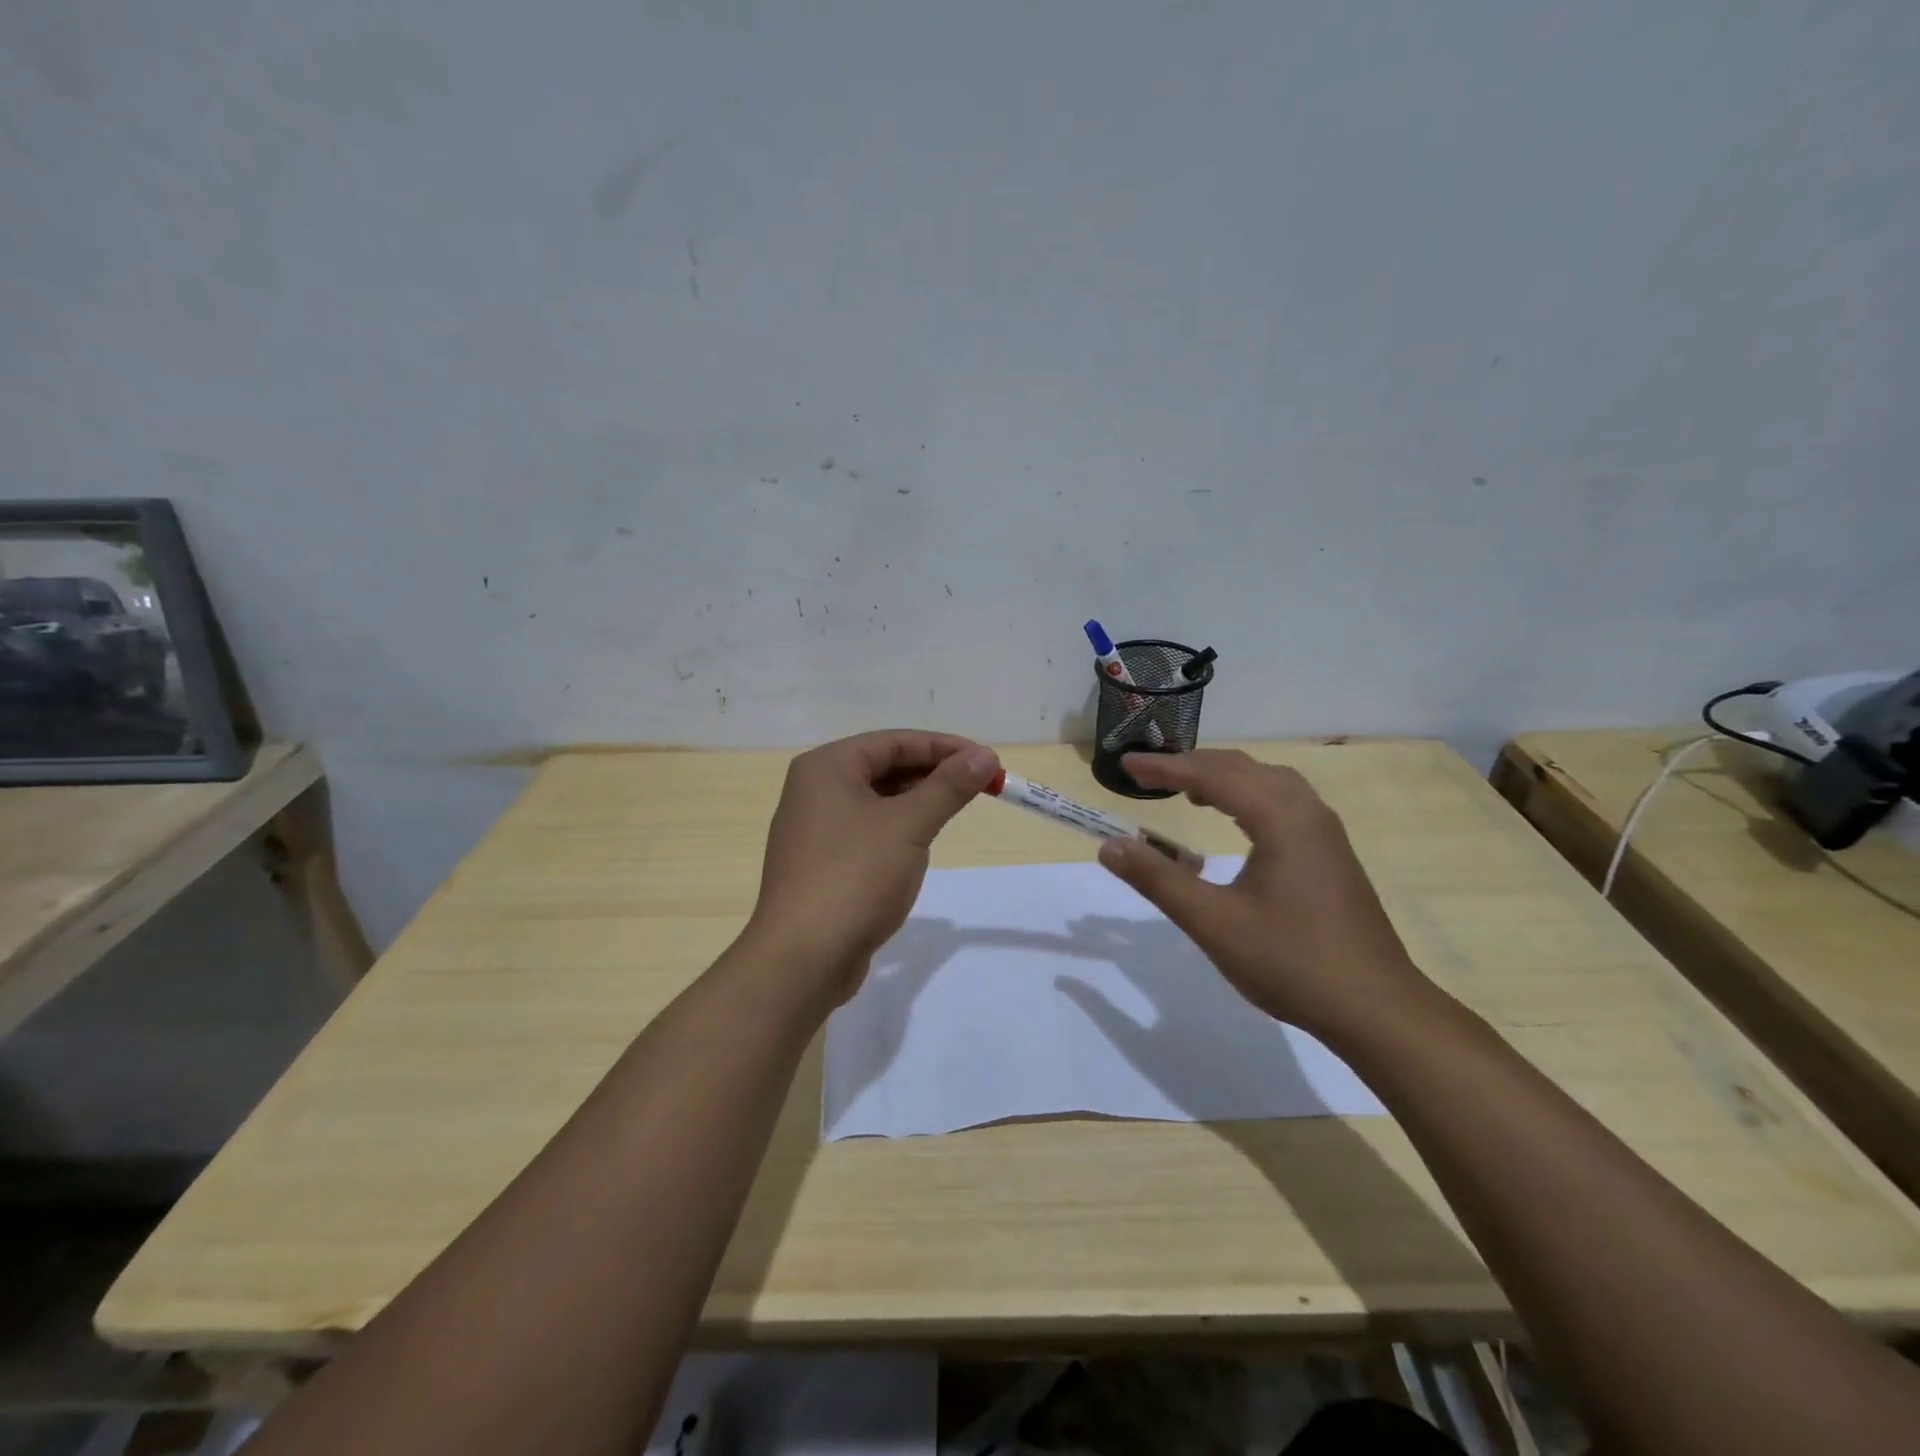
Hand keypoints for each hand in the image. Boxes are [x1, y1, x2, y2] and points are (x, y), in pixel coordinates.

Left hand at [746, 730, 999, 1002]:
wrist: (803, 959)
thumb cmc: (855, 876)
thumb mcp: (909, 825)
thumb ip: (949, 786)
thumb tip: (984, 755)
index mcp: (826, 768)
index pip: (893, 741)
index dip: (943, 747)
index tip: (986, 759)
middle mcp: (814, 791)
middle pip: (883, 768)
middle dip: (932, 774)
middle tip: (980, 785)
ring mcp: (814, 831)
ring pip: (876, 802)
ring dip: (917, 802)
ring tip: (956, 810)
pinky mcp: (821, 866)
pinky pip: (867, 832)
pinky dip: (897, 830)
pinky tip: (921, 846)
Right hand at [1095, 750, 1432, 1040]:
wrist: (1376, 1009)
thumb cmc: (1290, 961)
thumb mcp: (1212, 922)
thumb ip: (1158, 879)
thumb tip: (1109, 846)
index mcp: (1281, 818)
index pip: (1213, 776)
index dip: (1165, 768)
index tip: (1126, 766)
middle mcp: (1307, 812)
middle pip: (1242, 768)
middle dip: (1192, 766)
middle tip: (1148, 775)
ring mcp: (1325, 833)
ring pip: (1267, 782)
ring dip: (1223, 778)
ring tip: (1188, 791)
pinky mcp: (1331, 854)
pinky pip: (1283, 802)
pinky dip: (1248, 796)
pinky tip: (1236, 822)